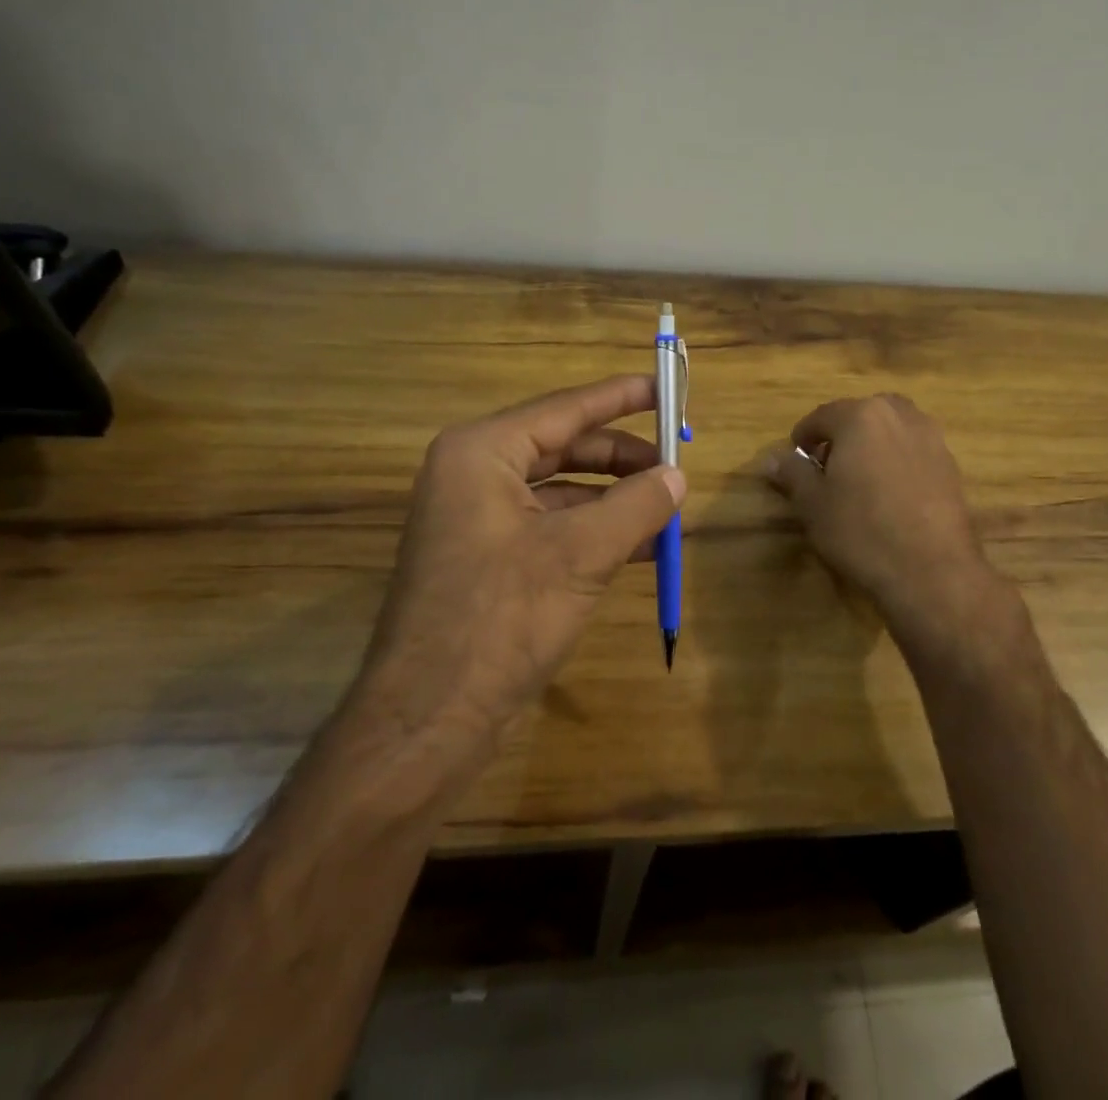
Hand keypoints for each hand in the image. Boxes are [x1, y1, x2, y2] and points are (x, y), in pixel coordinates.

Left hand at [353, 375, 684, 747]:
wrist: (429, 720)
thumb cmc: (501, 618)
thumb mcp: (581, 554)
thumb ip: (636, 506)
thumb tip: (678, 476)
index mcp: (482, 453)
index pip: (565, 408)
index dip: (621, 397)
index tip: (665, 386)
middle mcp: (474, 475)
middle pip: (565, 447)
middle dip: (623, 458)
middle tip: (677, 466)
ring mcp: (478, 519)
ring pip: (562, 491)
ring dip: (616, 500)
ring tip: (670, 512)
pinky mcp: (488, 560)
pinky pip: (552, 527)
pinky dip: (596, 532)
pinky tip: (641, 548)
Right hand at [766, 393, 1022, 676]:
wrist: (931, 571)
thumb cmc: (861, 531)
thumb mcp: (812, 504)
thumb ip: (792, 473)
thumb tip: (772, 459)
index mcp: (861, 416)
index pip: (822, 416)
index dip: (803, 437)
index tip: (795, 460)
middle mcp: (899, 415)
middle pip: (861, 415)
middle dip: (842, 435)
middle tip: (827, 468)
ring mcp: (931, 439)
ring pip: (891, 430)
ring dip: (872, 445)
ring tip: (860, 480)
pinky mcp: (951, 466)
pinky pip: (913, 451)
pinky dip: (897, 462)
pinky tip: (889, 496)